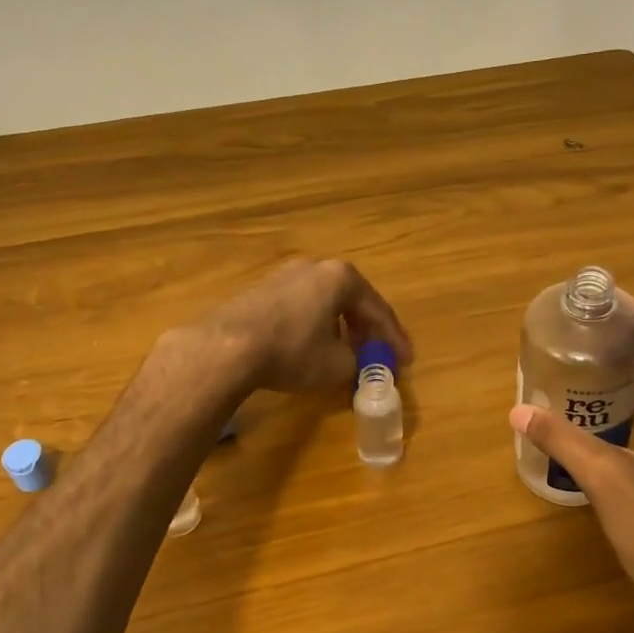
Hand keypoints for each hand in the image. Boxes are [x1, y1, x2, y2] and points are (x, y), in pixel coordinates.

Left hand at [194, 258, 410, 394]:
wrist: (227, 346)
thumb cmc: (293, 350)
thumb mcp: (337, 365)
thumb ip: (358, 363)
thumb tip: (358, 365)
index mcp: (341, 277)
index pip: (378, 309)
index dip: (394, 338)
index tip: (405, 360)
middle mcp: (314, 267)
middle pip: (351, 300)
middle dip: (367, 330)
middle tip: (378, 354)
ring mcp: (283, 275)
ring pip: (324, 303)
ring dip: (340, 327)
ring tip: (347, 353)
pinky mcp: (260, 291)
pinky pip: (300, 307)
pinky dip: (315, 326)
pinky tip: (312, 347)